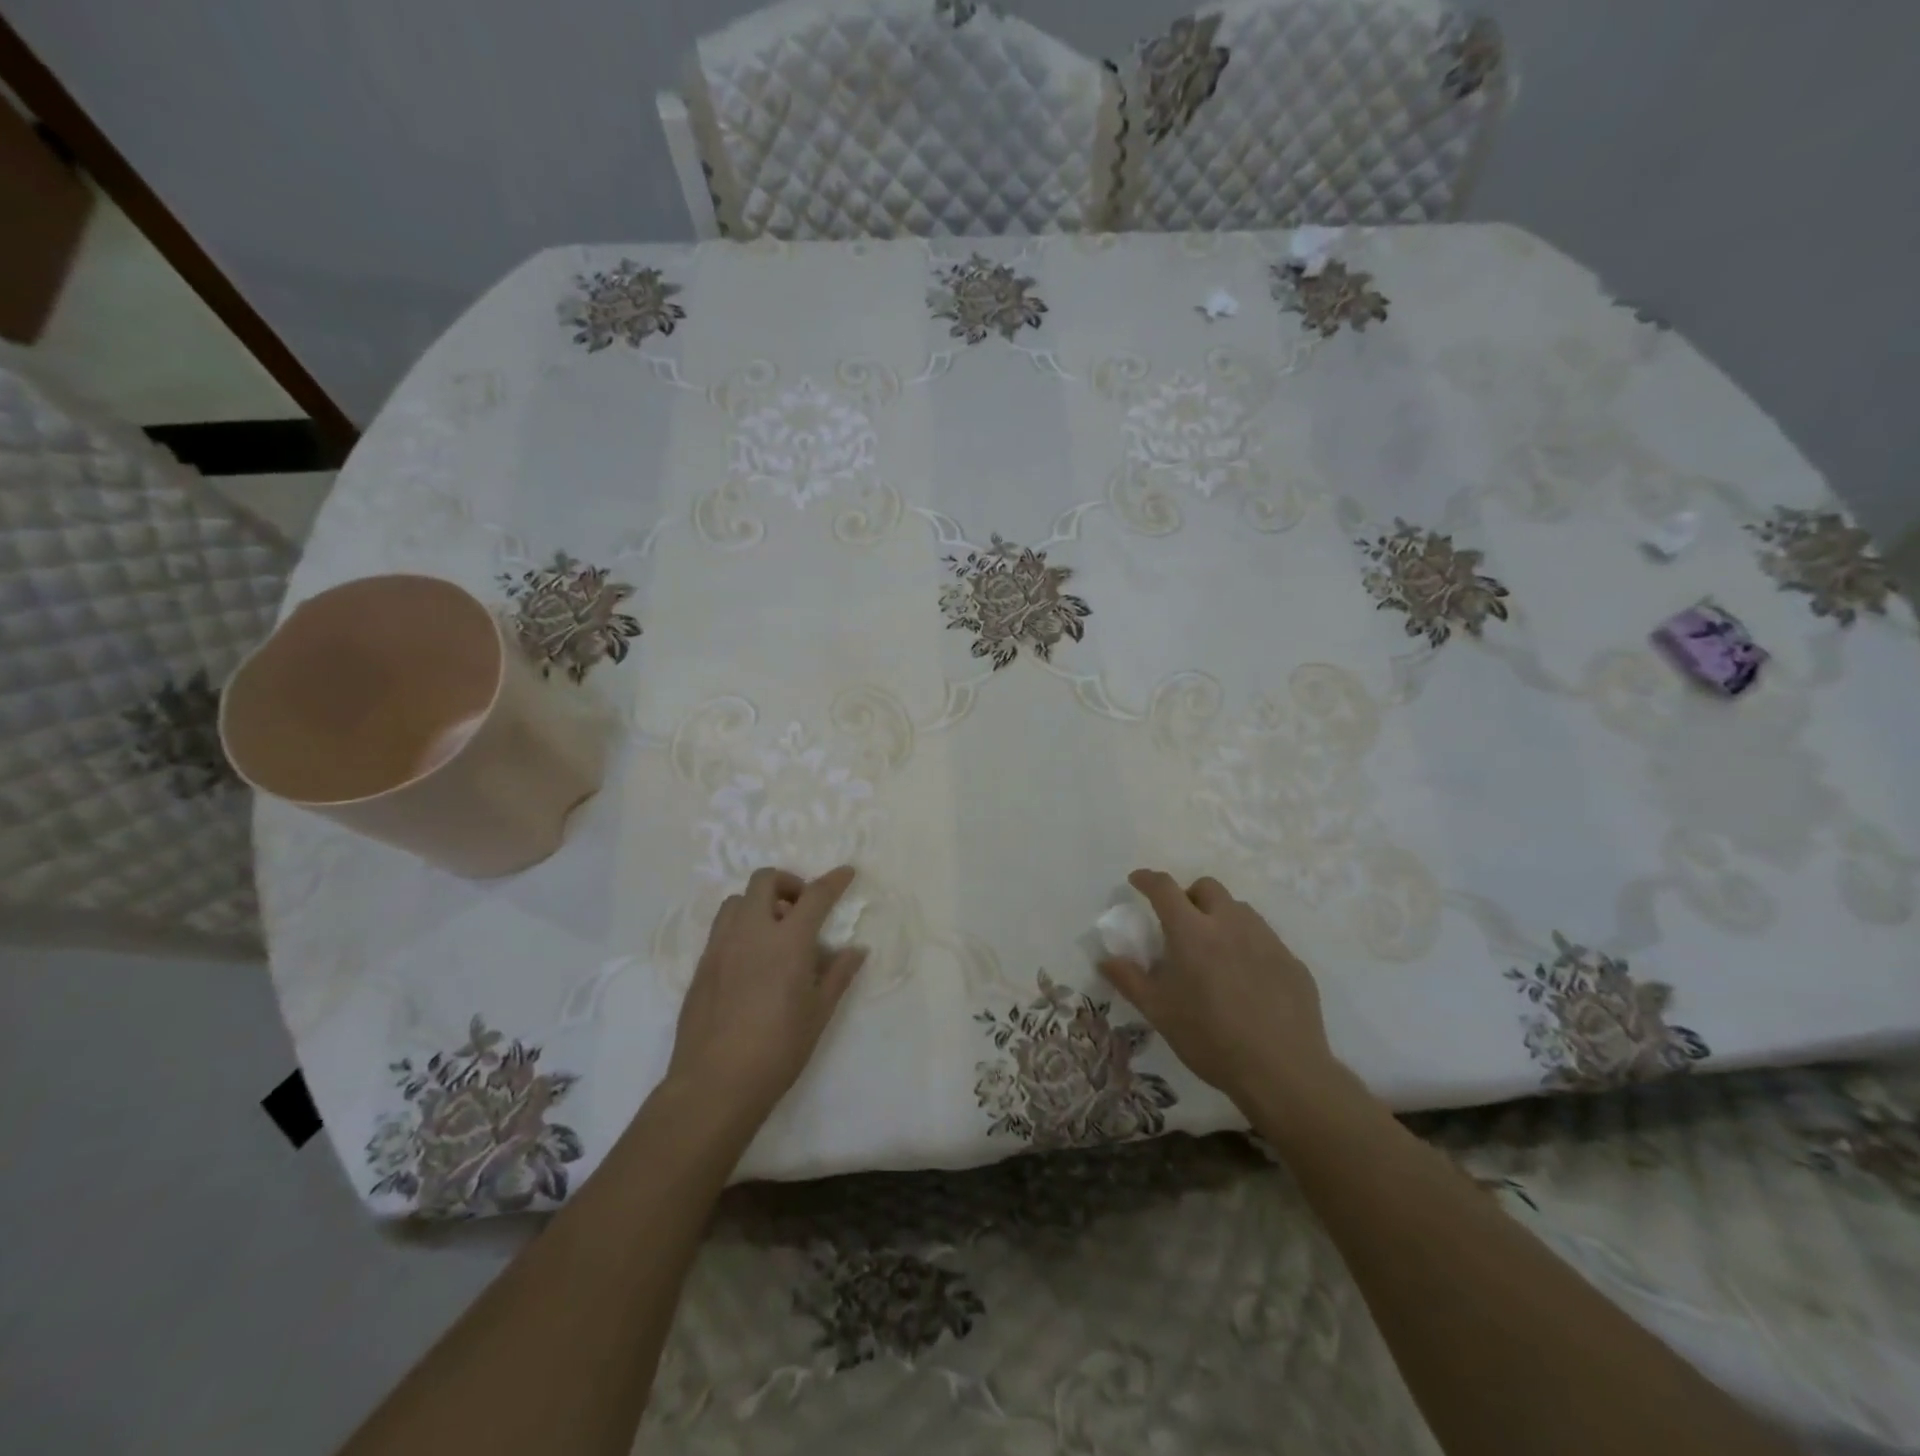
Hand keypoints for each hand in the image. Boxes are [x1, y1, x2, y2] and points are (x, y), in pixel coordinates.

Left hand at [666, 865, 865, 1132]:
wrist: (714, 1084)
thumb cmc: (778, 1049)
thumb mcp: (818, 1013)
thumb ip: (838, 975)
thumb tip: (856, 950)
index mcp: (787, 941)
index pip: (815, 896)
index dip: (834, 881)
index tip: (846, 873)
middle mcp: (751, 933)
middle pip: (765, 881)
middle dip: (788, 883)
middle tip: (802, 909)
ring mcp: (720, 947)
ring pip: (737, 901)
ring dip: (759, 903)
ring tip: (774, 933)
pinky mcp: (701, 966)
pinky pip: (721, 928)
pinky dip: (741, 927)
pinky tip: (752, 960)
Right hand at [1098, 869, 1350, 1115]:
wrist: (1283, 1072)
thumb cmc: (1210, 1039)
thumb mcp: (1159, 1012)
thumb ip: (1129, 980)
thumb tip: (1105, 959)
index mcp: (1192, 931)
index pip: (1164, 888)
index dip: (1147, 879)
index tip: (1137, 881)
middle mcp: (1230, 924)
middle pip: (1207, 887)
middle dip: (1190, 895)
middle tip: (1181, 923)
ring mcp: (1266, 940)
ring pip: (1239, 909)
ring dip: (1221, 917)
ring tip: (1215, 950)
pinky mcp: (1292, 961)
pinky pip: (1265, 938)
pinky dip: (1248, 944)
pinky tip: (1247, 979)